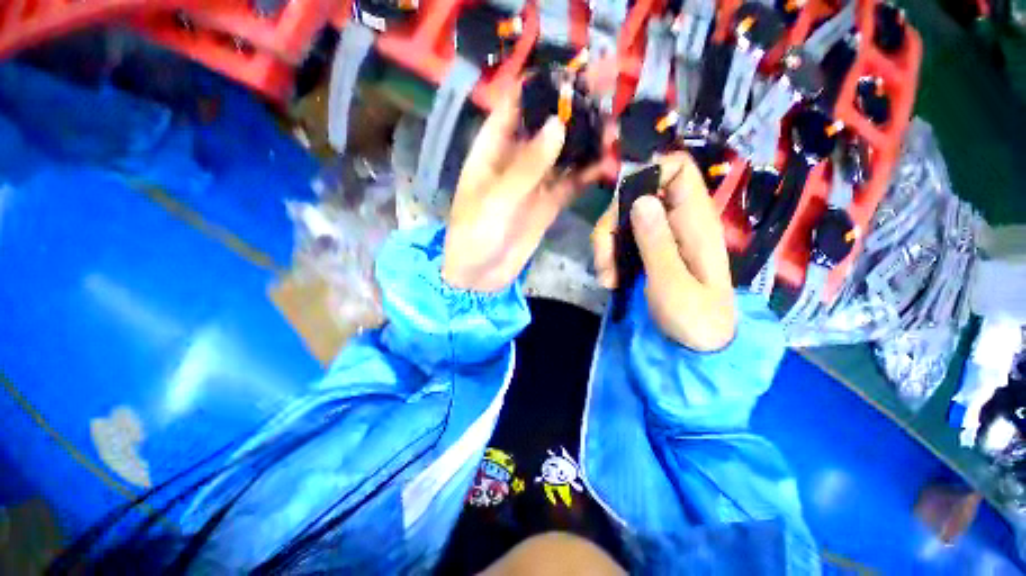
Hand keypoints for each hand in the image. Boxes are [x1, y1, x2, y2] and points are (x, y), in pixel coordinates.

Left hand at [442, 89, 601, 291]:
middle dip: (572, 111)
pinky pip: (569, 184)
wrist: (479, 276)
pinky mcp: (547, 205)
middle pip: (545, 127)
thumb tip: (558, 125)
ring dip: (585, 143)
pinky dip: (586, 175)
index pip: (515, 106)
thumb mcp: (495, 199)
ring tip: (613, 130)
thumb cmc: (474, 234)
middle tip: (606, 95)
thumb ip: (526, 166)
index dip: (540, 87)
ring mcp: (534, 183)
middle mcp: (515, 161)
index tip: (572, 74)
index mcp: (491, 150)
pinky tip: (606, 165)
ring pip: (563, 155)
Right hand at [592, 153, 736, 350]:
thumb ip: (656, 242)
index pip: (679, 169)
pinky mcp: (646, 251)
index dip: (650, 172)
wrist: (696, 347)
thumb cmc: (693, 319)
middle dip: (612, 222)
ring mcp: (659, 236)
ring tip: (606, 278)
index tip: (623, 204)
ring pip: (621, 219)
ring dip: (605, 244)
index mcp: (695, 221)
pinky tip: (608, 280)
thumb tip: (641, 200)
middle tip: (605, 259)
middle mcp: (676, 221)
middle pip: (636, 195)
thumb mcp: (672, 283)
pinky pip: (619, 240)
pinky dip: (608, 257)